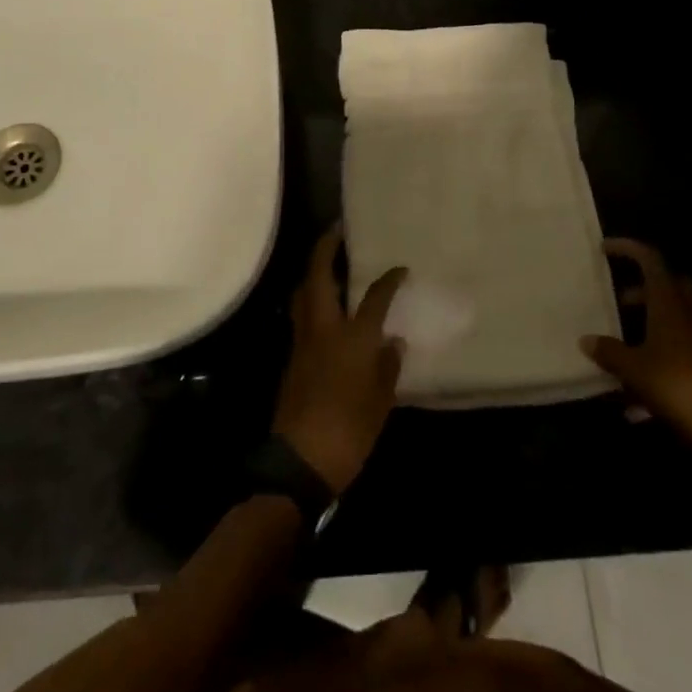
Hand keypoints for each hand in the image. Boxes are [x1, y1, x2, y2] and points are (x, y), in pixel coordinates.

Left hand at [272, 226, 406, 495]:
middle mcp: (324, 328)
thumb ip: (388, 367)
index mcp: (352, 337)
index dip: (389, 279)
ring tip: (327, 262)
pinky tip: (322, 306)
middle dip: (326, 248)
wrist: (300, 460)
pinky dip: (309, 298)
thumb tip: (393, 342)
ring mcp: (302, 340)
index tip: (400, 268)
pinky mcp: (291, 356)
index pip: (374, 297)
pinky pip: (300, 314)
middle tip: (337, 231)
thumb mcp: (380, 403)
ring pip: (302, 292)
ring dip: (313, 271)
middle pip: (318, 276)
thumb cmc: (349, 430)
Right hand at [582, 239, 691, 483]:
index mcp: (669, 303)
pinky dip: (660, 352)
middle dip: (643, 288)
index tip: (604, 248)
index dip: (628, 249)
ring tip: (622, 342)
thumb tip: (586, 340)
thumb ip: (609, 351)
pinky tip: (636, 387)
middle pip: (668, 285)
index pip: (650, 260)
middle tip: (619, 300)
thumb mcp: (632, 368)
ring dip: (651, 320)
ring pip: (676, 315)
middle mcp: (689, 314)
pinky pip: (681, 346)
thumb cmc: (674, 386)